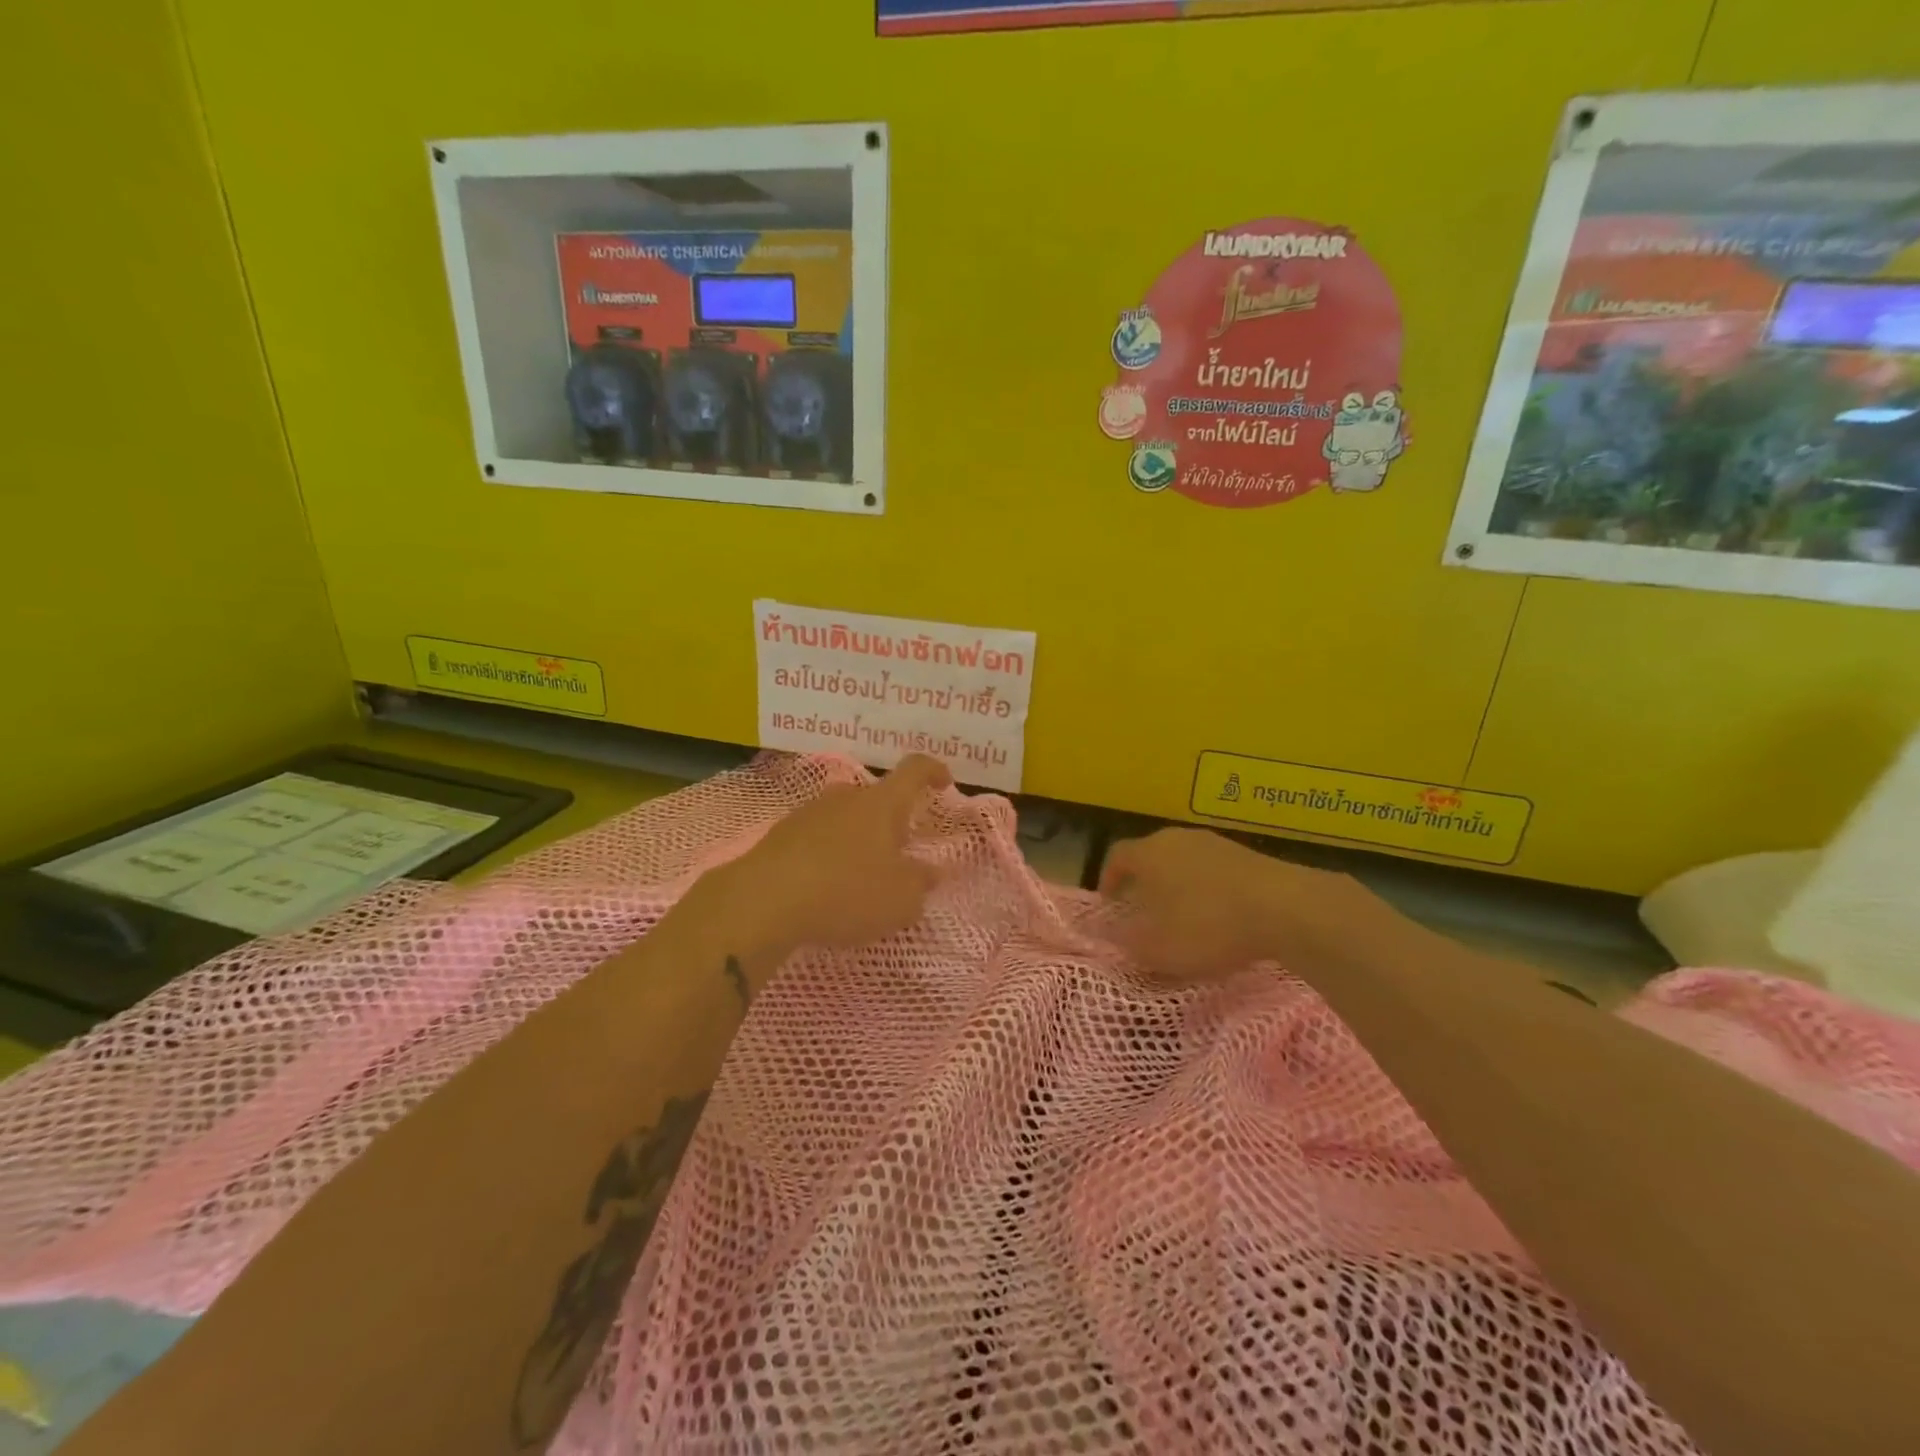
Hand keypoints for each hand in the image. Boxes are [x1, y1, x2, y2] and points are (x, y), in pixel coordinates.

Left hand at [706, 755, 952, 959]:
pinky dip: (828, 856)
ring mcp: (809, 812)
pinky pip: (817, 838)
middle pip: (877, 800)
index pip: (914, 770)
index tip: (944, 783)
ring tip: (860, 879)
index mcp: (882, 804)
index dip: (933, 771)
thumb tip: (929, 872)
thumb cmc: (846, 892)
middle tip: (898, 857)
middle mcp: (846, 797)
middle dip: (891, 824)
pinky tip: (825, 888)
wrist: (764, 901)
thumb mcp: (900, 900)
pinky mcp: (780, 834)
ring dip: (858, 841)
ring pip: (845, 819)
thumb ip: (920, 884)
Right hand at [1099, 828, 1376, 980]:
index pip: (1117, 857)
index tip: (1109, 904)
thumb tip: (1114, 935)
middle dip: (1145, 884)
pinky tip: (1221, 917)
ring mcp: (1216, 843)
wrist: (1284, 908)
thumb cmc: (1206, 925)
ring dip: (1179, 886)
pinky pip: (1216, 871)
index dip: (1108, 879)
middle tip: (1144, 912)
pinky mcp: (1249, 856)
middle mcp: (1177, 839)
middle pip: (1152, 856)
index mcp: (1149, 853)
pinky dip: (1210, 890)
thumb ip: (1128, 942)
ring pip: (1185, 862)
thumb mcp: (1156, 948)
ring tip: (1185, 918)